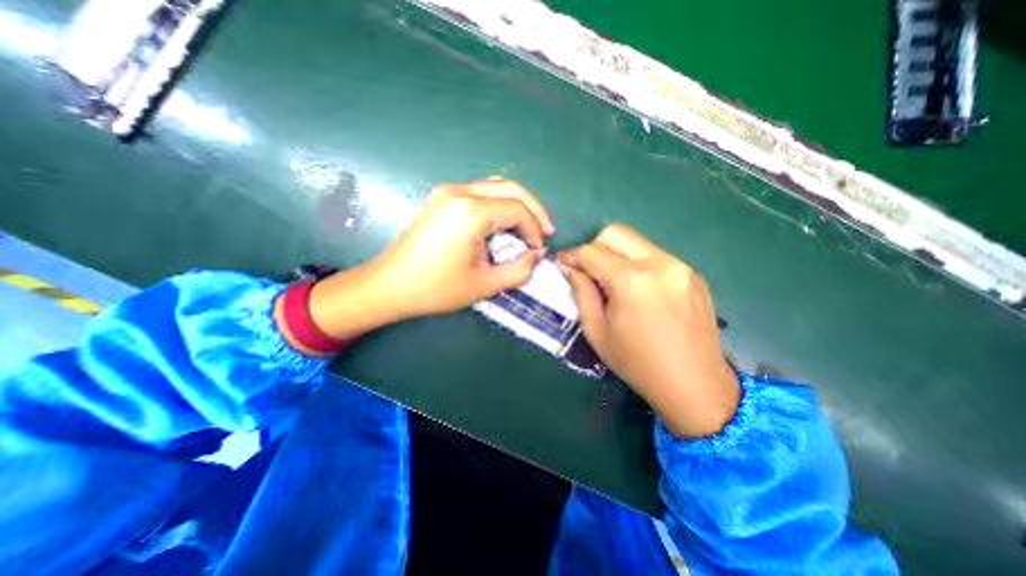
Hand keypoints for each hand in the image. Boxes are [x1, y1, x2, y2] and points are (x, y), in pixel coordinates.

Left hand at [301, 179, 553, 343]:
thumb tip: (537, 255)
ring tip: (527, 228)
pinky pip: (479, 193)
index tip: (539, 249)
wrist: (391, 286)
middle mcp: (459, 192)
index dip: (535, 228)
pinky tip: (502, 225)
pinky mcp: (441, 199)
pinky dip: (498, 205)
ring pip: (495, 187)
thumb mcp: (486, 284)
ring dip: (516, 205)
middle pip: (510, 188)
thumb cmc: (437, 288)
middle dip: (533, 209)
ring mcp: (447, 192)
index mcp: (470, 211)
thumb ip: (520, 269)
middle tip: (544, 231)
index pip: (517, 209)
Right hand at [561, 222, 737, 436]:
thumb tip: (573, 269)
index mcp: (631, 281)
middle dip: (595, 247)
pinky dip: (639, 265)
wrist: (695, 385)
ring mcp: (680, 266)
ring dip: (617, 256)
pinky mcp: (693, 274)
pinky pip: (656, 257)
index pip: (591, 252)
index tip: (563, 262)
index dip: (572, 255)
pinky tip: (640, 292)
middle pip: (616, 233)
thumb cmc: (638, 363)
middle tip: (589, 270)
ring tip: (615, 284)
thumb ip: (581, 293)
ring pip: (637, 243)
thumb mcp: (597, 331)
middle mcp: (659, 264)